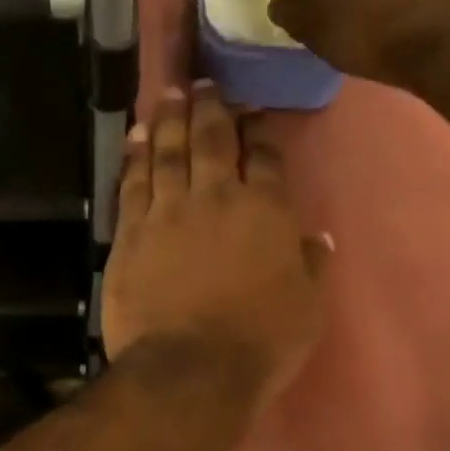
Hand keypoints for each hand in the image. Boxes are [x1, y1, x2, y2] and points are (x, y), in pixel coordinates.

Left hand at [102, 86, 328, 402]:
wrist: (190, 367)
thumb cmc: (260, 342)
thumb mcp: (307, 307)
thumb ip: (312, 265)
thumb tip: (318, 236)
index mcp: (265, 211)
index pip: (265, 157)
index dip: (260, 130)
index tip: (254, 112)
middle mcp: (216, 197)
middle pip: (212, 140)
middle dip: (209, 107)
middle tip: (204, 82)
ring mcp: (168, 211)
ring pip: (167, 152)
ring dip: (168, 119)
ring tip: (168, 94)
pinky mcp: (131, 231)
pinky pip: (132, 183)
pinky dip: (133, 155)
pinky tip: (134, 135)